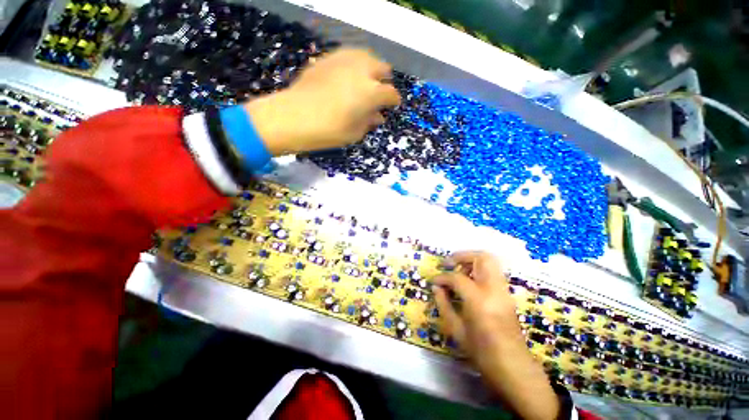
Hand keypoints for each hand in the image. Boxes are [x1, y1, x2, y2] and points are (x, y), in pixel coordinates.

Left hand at [245, 48, 400, 155]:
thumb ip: (369, 122)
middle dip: (384, 80)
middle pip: (382, 68)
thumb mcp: (355, 133)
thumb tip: (378, 116)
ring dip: (370, 68)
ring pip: (366, 56)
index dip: (393, 101)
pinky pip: (348, 56)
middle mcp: (362, 71)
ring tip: (364, 81)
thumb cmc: (329, 131)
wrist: (294, 117)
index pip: (390, 93)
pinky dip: (353, 65)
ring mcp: (344, 60)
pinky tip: (346, 76)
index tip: (392, 106)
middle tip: (378, 92)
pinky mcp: (328, 58)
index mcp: (371, 93)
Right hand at [433, 252, 560, 419]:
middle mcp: (494, 290)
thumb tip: (436, 287)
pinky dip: (479, 270)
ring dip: (471, 261)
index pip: (457, 278)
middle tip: (449, 264)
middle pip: (481, 258)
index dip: (442, 277)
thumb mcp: (457, 331)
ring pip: (490, 261)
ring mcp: (504, 291)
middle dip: (462, 256)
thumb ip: (444, 304)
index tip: (434, 281)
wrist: (515, 369)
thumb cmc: (483, 353)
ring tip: (458, 271)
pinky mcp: (507, 294)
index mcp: (479, 300)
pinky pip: (493, 272)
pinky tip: (469, 282)